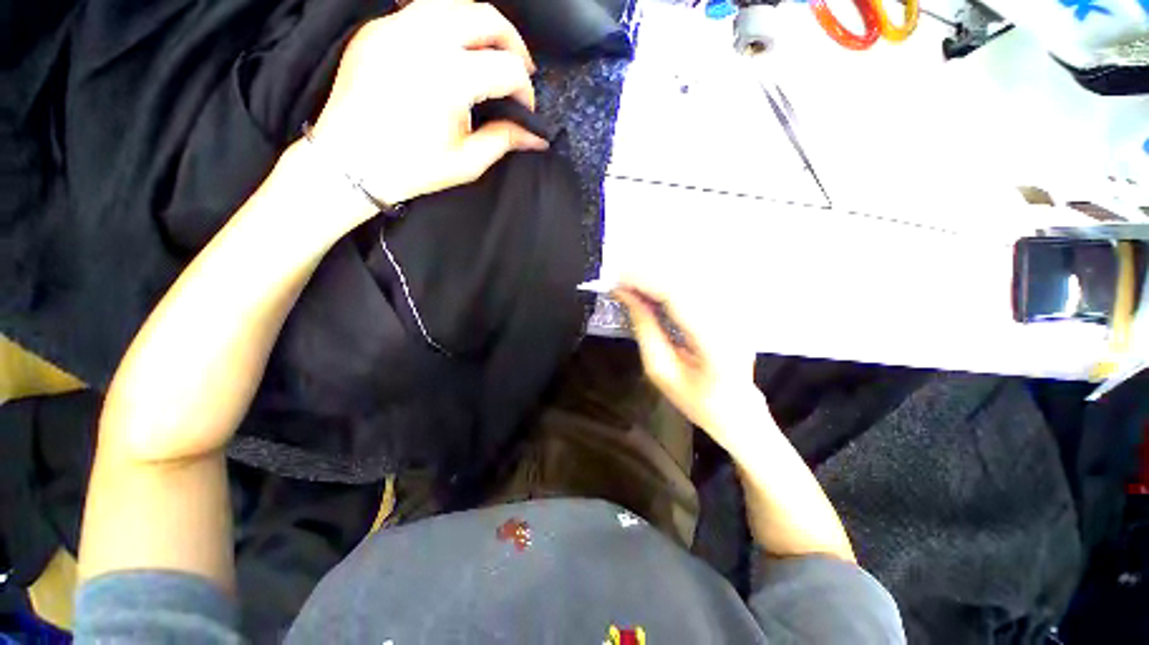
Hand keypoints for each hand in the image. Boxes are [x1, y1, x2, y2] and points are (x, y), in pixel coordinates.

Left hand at [308, 0, 547, 229]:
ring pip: (454, 2)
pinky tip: (452, 50)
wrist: (348, 162)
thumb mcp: (466, 162)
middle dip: (513, 44)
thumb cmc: (410, 168)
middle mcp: (424, 39)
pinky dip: (447, 24)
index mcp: (449, 77)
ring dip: (482, 25)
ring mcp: (397, 26)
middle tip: (519, 70)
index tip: (526, 110)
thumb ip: (505, 140)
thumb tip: (536, 137)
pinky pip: (422, 10)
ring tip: (490, 52)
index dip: (525, 90)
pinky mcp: (378, 28)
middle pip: (486, 18)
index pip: (507, 67)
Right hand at [615, 275, 764, 450]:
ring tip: (631, 280)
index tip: (617, 279)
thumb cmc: (696, 399)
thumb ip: (644, 329)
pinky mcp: (733, 306)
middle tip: (619, 277)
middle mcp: (730, 318)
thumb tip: (625, 295)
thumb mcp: (660, 370)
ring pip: (692, 276)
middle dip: (648, 274)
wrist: (737, 410)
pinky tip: (654, 286)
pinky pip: (698, 283)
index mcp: (714, 341)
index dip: (645, 281)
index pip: (677, 295)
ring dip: (658, 274)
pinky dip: (671, 280)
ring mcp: (736, 309)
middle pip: (685, 279)